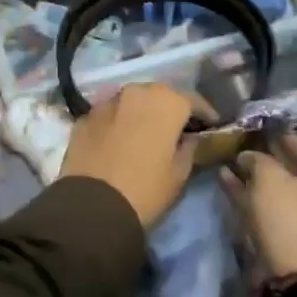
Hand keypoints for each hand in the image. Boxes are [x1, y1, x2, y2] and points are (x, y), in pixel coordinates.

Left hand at [60, 83, 210, 228]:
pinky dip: (118, 122)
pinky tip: (119, 141)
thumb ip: (189, 148)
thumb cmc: (146, 189)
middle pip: (160, 95)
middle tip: (177, 128)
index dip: (204, 113)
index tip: (211, 125)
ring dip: (141, 113)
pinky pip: (109, 114)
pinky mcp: (85, 116)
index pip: (193, 100)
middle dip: (170, 109)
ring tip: (146, 133)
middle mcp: (136, 91)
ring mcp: (107, 101)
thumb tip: (189, 138)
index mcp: (166, 102)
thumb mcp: (179, 174)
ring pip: (132, 101)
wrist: (92, 206)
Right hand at [219, 135, 296, 279]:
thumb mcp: (270, 178)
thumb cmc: (290, 217)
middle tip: (241, 140)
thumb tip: (247, 156)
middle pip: (290, 168)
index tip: (259, 123)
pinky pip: (267, 206)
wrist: (294, 278)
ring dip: (252, 175)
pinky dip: (248, 194)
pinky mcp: (288, 235)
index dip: (280, 134)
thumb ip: (256, 160)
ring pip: (275, 189)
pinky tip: (225, 179)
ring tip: (227, 159)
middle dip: (264, 156)